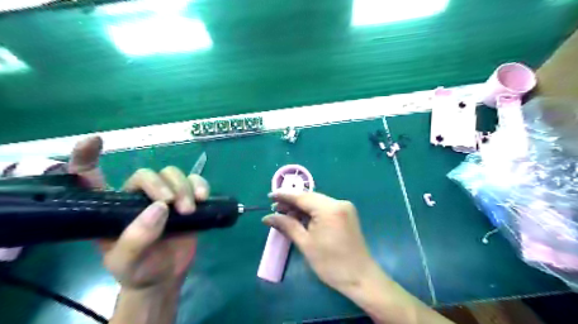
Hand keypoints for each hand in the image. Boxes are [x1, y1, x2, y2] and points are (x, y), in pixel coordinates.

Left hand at [68, 136, 210, 290]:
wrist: (166, 275)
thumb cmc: (138, 269)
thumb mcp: (126, 262)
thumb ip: (136, 238)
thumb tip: (159, 209)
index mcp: (111, 207)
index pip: (91, 178)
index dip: (87, 157)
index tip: (94, 141)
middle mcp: (137, 196)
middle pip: (147, 174)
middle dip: (161, 185)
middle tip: (172, 205)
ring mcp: (165, 196)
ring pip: (173, 174)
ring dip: (183, 187)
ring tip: (189, 209)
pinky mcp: (187, 198)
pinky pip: (195, 180)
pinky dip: (200, 185)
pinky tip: (203, 197)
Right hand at [264, 191, 379, 294]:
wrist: (360, 277)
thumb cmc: (331, 263)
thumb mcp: (306, 243)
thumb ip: (287, 226)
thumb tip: (268, 217)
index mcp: (329, 208)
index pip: (302, 197)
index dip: (284, 195)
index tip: (270, 195)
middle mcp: (339, 202)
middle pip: (310, 198)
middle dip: (292, 202)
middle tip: (274, 208)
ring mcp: (344, 207)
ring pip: (317, 202)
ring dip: (301, 207)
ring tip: (284, 214)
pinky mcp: (346, 214)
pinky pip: (324, 208)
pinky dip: (312, 212)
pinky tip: (300, 217)